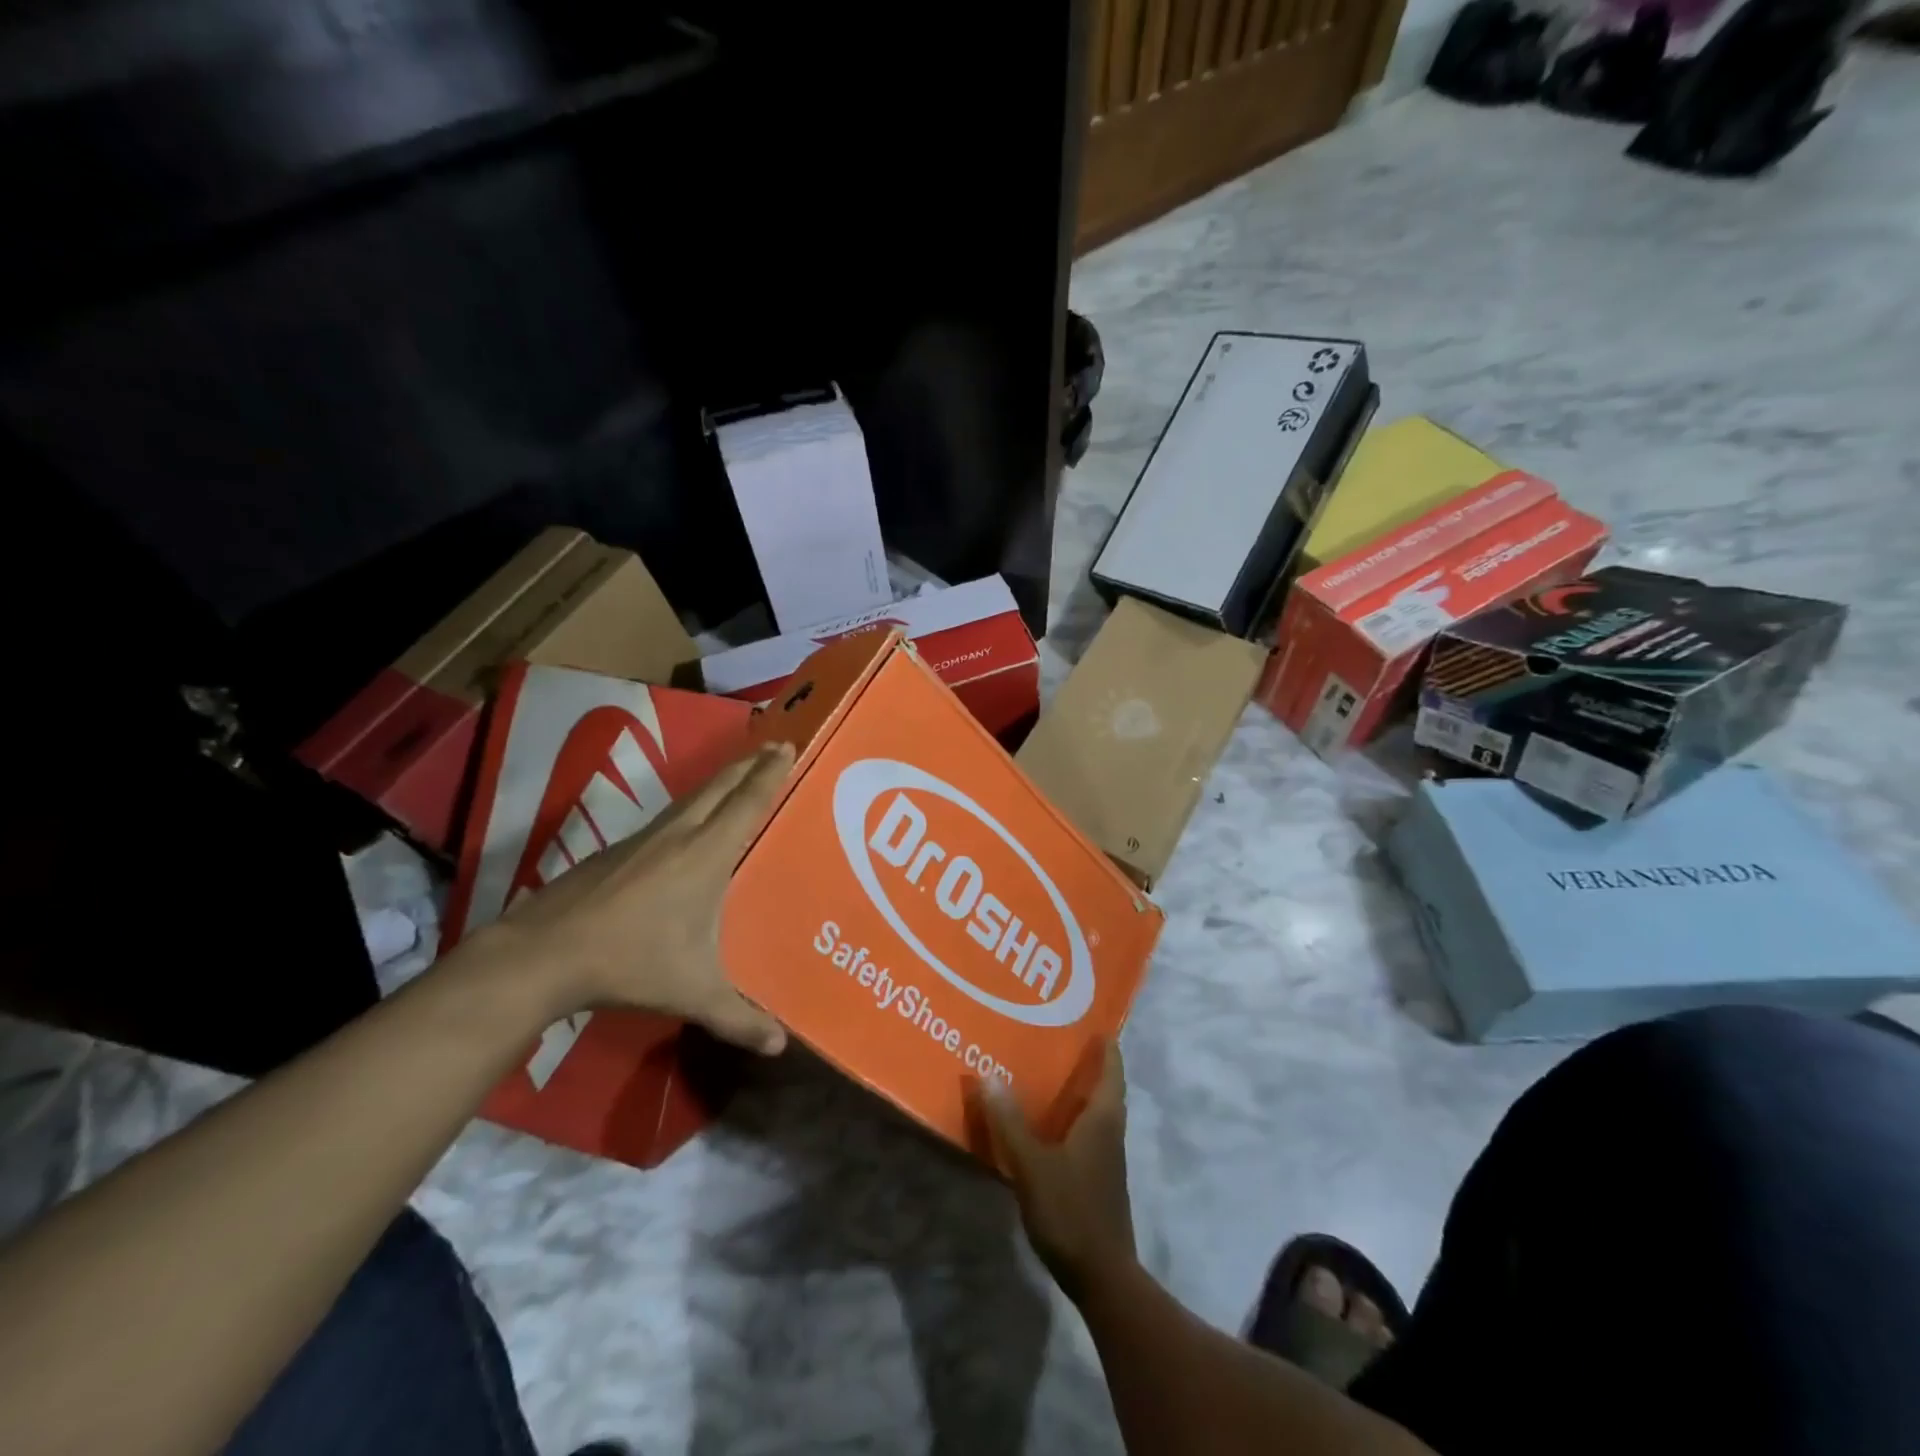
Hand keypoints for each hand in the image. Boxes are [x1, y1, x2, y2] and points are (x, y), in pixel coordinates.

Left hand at [475, 742, 794, 1054]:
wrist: (543, 954)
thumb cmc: (630, 963)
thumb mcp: (693, 993)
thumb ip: (738, 1018)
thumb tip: (780, 1046)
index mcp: (706, 855)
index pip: (747, 803)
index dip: (770, 773)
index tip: (787, 746)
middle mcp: (678, 835)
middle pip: (721, 786)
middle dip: (750, 763)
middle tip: (774, 745)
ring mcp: (643, 838)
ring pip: (691, 796)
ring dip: (720, 779)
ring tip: (738, 773)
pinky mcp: (617, 850)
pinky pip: (668, 815)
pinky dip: (691, 805)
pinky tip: (687, 823)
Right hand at [974, 1038, 1135, 1301]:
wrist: (1102, 1277)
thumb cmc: (1071, 1210)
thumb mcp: (1032, 1165)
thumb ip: (1009, 1122)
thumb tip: (987, 1075)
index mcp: (1103, 1119)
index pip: (1111, 1070)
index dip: (1106, 1046)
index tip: (1094, 1021)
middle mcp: (1110, 1132)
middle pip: (1105, 1088)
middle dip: (1088, 1064)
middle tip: (1059, 1039)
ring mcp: (1106, 1159)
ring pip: (1095, 1112)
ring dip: (1078, 1092)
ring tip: (1048, 1073)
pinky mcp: (1097, 1180)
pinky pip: (1086, 1134)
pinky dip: (1071, 1119)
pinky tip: (1046, 1124)